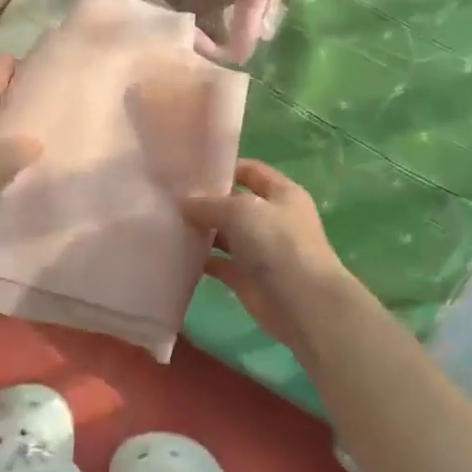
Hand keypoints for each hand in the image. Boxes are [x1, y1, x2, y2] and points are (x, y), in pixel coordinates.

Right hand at [183, 160, 347, 355]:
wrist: (303, 304)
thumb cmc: (278, 244)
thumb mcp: (242, 211)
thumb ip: (210, 204)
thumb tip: (184, 203)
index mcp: (281, 193)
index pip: (251, 171)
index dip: (223, 168)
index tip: (190, 170)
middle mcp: (272, 218)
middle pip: (234, 203)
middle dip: (206, 201)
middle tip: (170, 198)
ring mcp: (260, 250)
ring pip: (225, 234)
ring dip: (201, 231)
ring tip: (167, 224)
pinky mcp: (247, 278)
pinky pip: (219, 263)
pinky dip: (201, 260)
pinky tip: (177, 254)